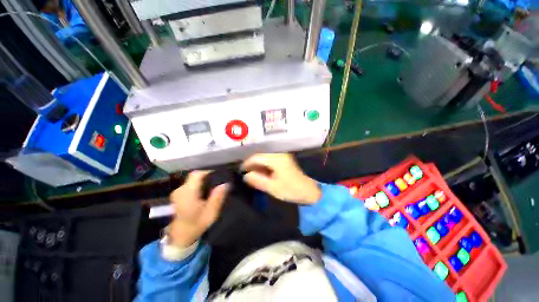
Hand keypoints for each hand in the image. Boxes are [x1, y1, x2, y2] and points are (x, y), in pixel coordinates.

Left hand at [168, 171, 229, 246]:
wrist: (180, 236)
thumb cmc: (196, 225)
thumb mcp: (211, 214)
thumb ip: (217, 198)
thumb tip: (225, 184)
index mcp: (188, 195)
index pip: (196, 175)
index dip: (208, 170)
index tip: (219, 172)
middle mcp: (180, 190)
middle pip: (195, 175)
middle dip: (207, 175)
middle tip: (219, 179)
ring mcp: (177, 192)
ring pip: (192, 179)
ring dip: (203, 179)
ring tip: (214, 183)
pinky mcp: (178, 194)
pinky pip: (190, 183)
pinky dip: (198, 183)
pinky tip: (205, 189)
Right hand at [241, 153, 320, 203]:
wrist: (309, 191)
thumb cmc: (291, 190)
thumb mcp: (272, 187)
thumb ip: (258, 180)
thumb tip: (246, 176)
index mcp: (276, 159)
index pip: (257, 157)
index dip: (247, 163)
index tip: (240, 171)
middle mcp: (279, 154)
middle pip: (261, 156)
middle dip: (252, 164)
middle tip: (245, 173)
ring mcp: (283, 156)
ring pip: (265, 158)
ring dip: (258, 165)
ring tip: (251, 173)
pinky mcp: (285, 160)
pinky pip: (270, 160)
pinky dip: (264, 166)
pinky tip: (261, 172)